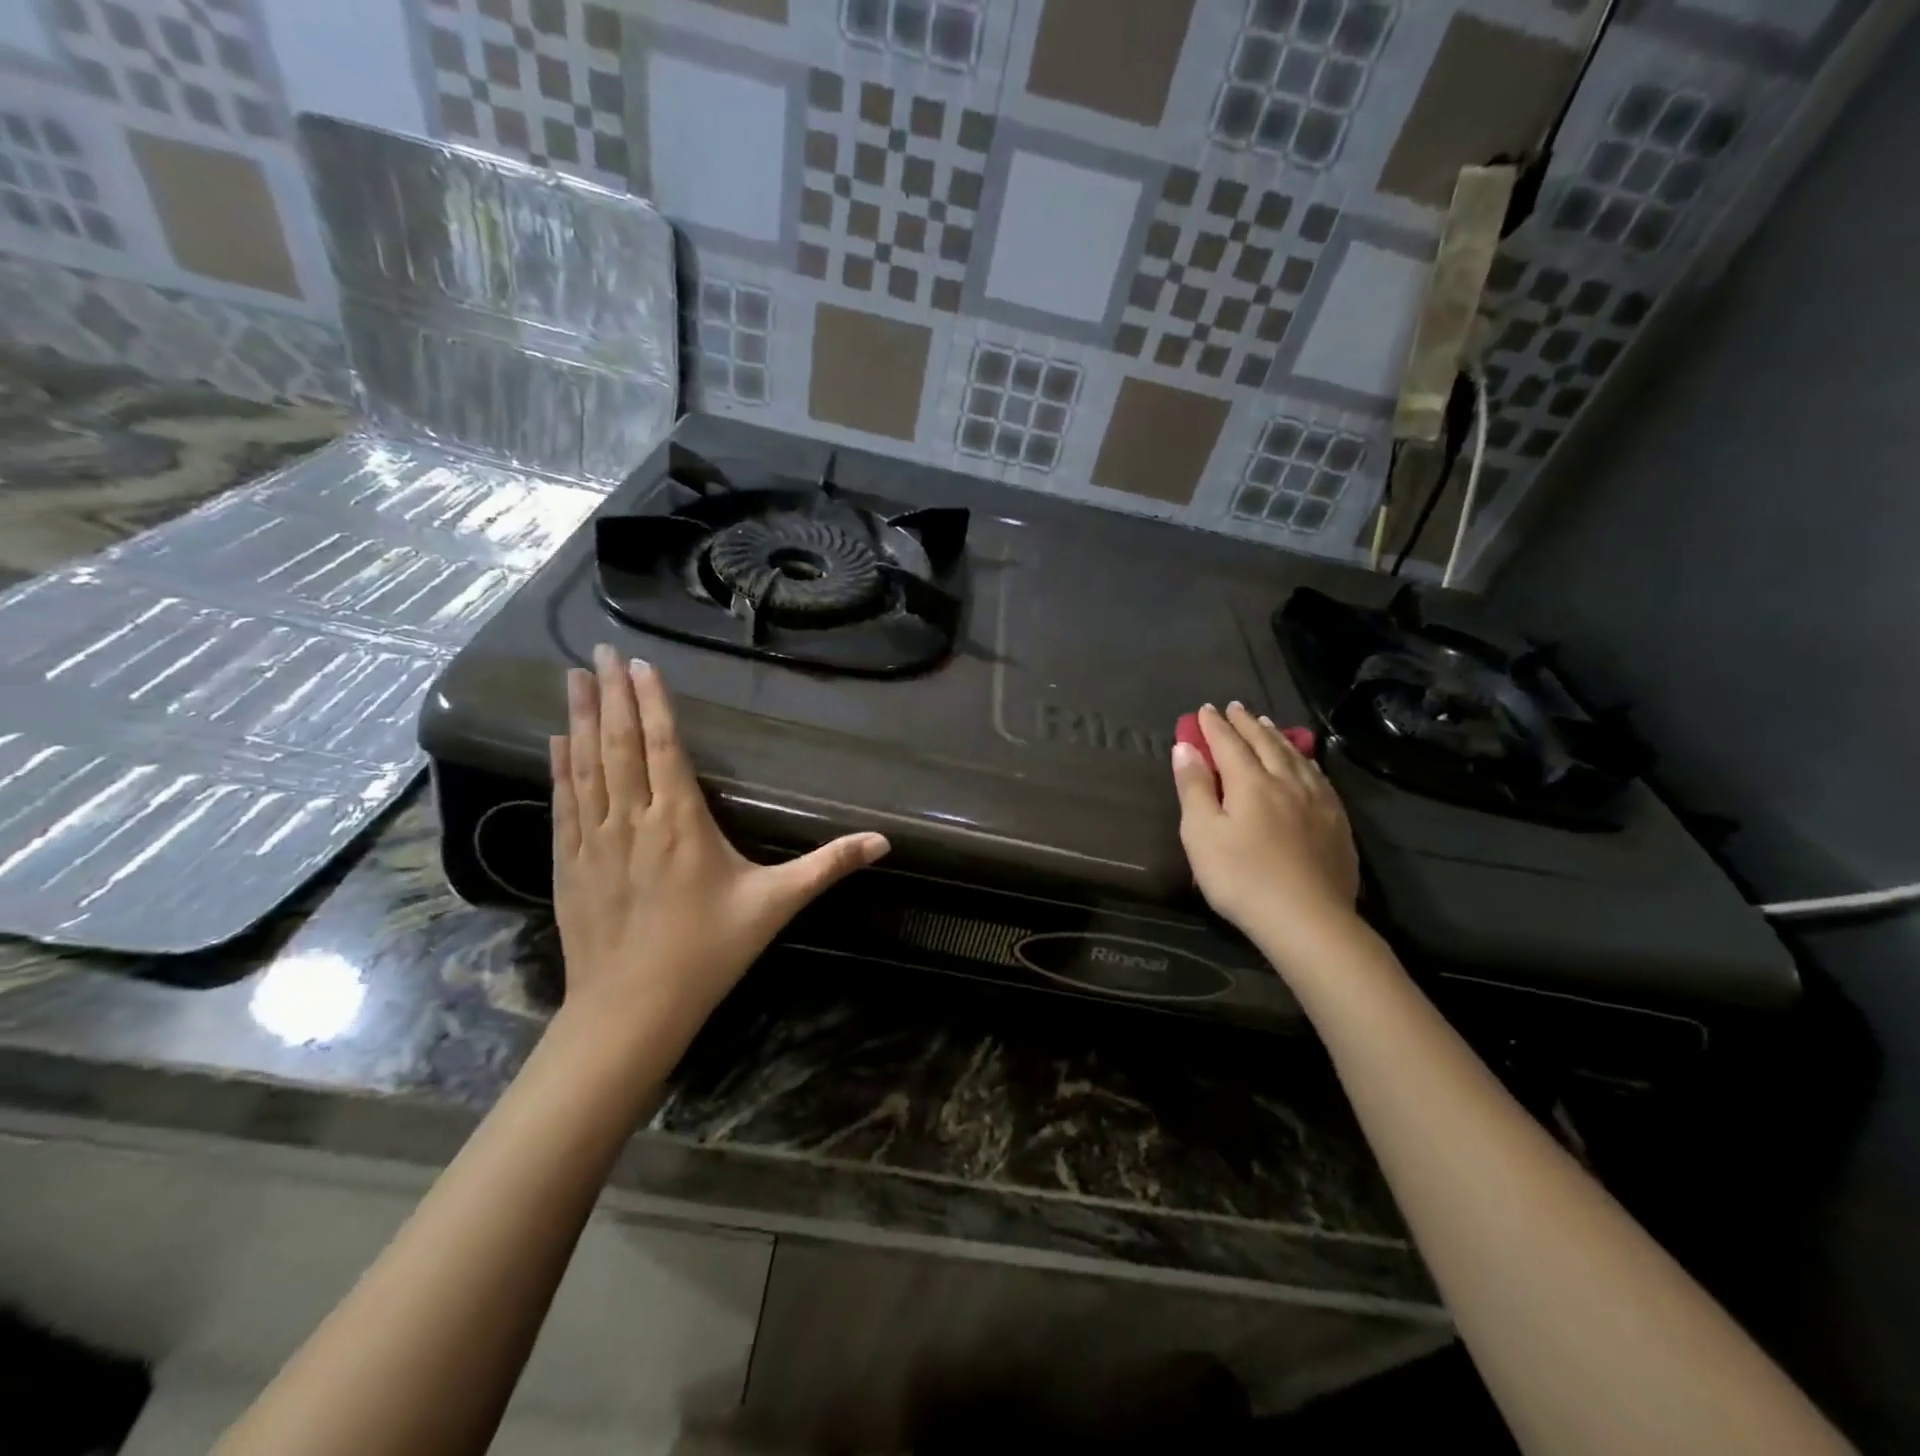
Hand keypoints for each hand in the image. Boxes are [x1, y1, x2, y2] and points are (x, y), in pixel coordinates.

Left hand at [550, 645, 889, 1045]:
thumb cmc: (709, 951)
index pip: (664, 746)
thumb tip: (883, 842)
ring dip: (579, 718)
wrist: (631, 1009)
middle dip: (610, 693)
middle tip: (597, 649)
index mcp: (682, 821)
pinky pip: (563, 803)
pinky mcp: (568, 863)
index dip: (653, 701)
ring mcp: (594, 840)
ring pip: (586, 765)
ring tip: (572, 677)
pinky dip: (559, 768)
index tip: (638, 663)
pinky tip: (554, 742)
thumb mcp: (775, 905)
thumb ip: (827, 867)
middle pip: (620, 744)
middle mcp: (633, 819)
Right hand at [1171, 702, 1360, 965]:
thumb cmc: (1242, 878)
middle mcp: (1286, 782)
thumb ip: (1193, 788)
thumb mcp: (1201, 834)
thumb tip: (1186, 747)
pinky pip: (1319, 777)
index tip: (1204, 709)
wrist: (1308, 920)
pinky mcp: (1337, 823)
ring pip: (1295, 757)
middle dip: (1247, 723)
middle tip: (1235, 707)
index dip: (1214, 726)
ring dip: (1277, 737)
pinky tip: (1305, 764)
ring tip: (1267, 725)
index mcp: (1250, 782)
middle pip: (1265, 743)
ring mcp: (1317, 801)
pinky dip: (1305, 760)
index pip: (1228, 744)